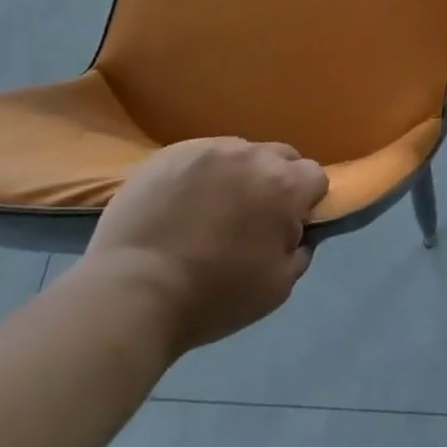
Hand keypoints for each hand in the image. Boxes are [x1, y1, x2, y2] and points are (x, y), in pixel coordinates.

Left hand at [82, 137, 327, 354]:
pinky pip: (199, 155)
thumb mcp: (277, 289)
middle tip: (252, 216)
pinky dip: (199, 175)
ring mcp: (208, 149)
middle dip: (275, 180)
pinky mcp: (170, 153)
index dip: (306, 201)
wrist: (131, 295)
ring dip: (237, 174)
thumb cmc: (212, 297)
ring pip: (239, 153)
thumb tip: (296, 234)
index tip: (288, 225)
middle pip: (280, 156)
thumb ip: (299, 252)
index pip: (315, 176)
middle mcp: (253, 156)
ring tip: (210, 210)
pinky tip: (179, 204)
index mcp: (285, 186)